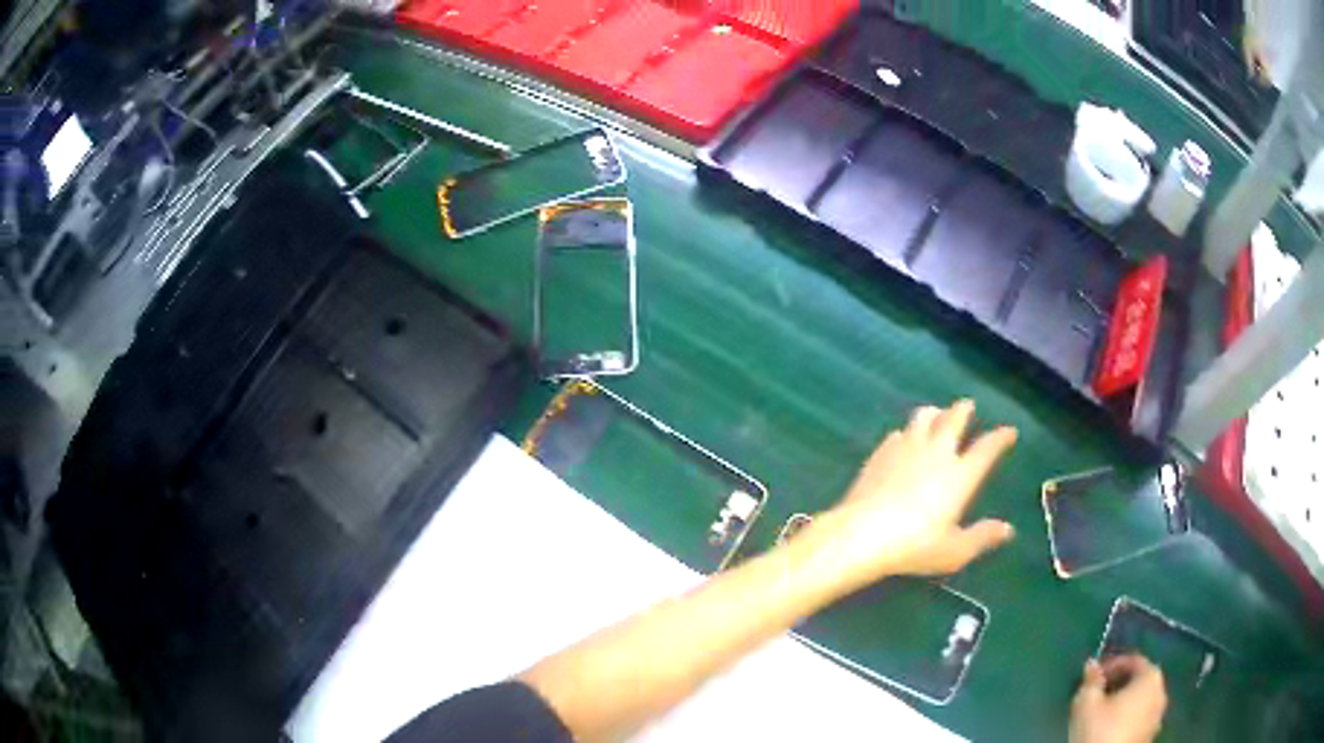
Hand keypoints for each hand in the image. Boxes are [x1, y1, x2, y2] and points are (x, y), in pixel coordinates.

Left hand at [808, 400, 1016, 589]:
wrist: (862, 534)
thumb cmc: (914, 546)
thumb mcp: (954, 551)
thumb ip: (982, 537)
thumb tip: (1008, 530)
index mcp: (960, 475)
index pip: (987, 448)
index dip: (1000, 437)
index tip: (1009, 431)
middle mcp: (937, 453)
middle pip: (954, 419)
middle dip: (964, 410)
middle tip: (968, 405)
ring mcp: (906, 449)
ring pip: (923, 417)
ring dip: (934, 412)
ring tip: (937, 414)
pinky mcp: (880, 453)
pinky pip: (898, 433)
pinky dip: (907, 432)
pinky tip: (903, 439)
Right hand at [1070, 655, 1167, 742]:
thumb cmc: (1098, 731)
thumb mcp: (1086, 703)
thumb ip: (1091, 680)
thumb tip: (1091, 664)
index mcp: (1151, 676)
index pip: (1133, 661)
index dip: (1111, 666)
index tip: (1093, 678)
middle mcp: (1161, 691)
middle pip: (1139, 680)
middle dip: (1118, 684)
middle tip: (1096, 694)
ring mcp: (1158, 715)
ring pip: (1140, 701)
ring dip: (1123, 702)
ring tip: (1101, 714)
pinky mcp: (1150, 735)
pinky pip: (1139, 718)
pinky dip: (1127, 718)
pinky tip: (1109, 729)